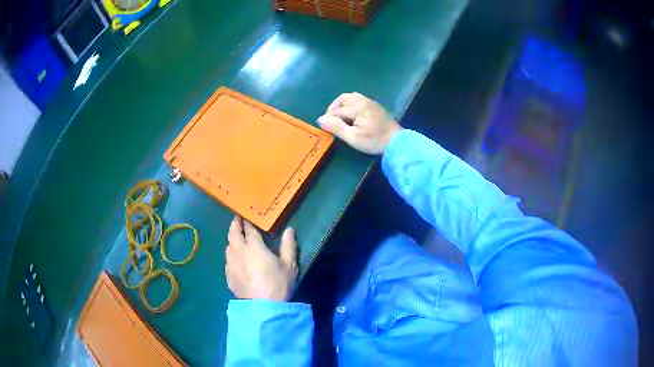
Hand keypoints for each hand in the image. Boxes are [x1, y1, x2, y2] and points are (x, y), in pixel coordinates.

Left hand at [225, 216, 297, 301]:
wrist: (263, 307)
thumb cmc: (278, 284)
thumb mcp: (289, 264)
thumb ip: (288, 245)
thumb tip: (289, 229)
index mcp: (254, 247)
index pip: (249, 230)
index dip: (247, 222)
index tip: (246, 216)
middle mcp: (239, 252)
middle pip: (233, 234)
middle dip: (234, 225)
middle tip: (236, 220)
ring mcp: (231, 264)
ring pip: (228, 247)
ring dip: (231, 240)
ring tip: (234, 239)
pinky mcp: (228, 276)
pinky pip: (227, 261)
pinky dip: (230, 255)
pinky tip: (234, 260)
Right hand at [318, 92, 401, 154]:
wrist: (397, 141)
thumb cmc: (374, 141)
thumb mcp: (353, 137)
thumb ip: (336, 127)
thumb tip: (320, 119)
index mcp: (357, 107)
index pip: (336, 111)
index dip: (329, 119)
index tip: (325, 129)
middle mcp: (363, 100)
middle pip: (342, 99)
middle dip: (334, 108)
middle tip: (331, 121)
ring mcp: (370, 102)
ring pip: (350, 97)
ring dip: (342, 105)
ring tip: (340, 118)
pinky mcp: (375, 106)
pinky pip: (358, 99)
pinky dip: (350, 104)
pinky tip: (352, 116)